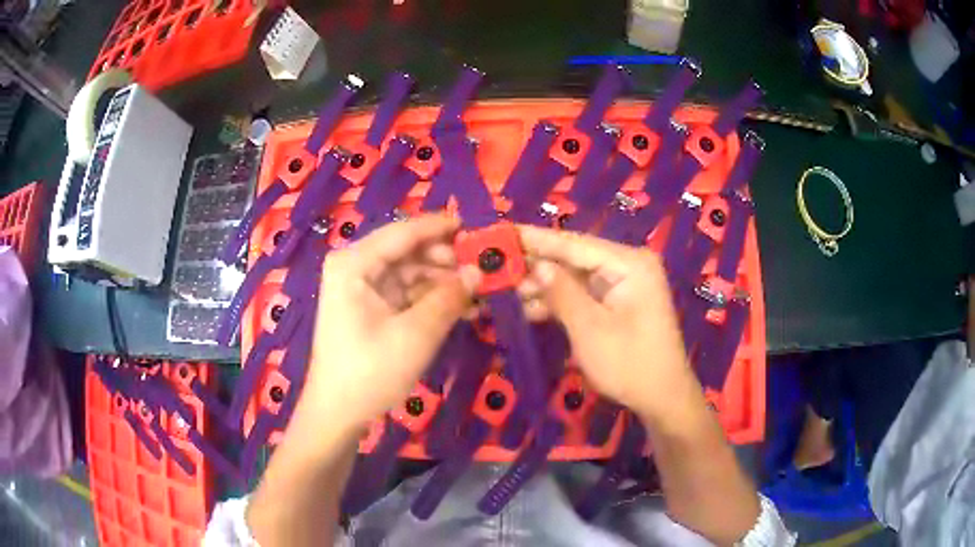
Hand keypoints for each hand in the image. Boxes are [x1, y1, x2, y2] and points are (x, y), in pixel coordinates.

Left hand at [301, 215, 479, 431]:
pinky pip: (407, 293)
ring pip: (411, 272)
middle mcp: (355, 267)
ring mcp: (363, 288)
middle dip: (446, 259)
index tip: (479, 228)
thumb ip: (449, 298)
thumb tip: (480, 271)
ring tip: (481, 290)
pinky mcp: (372, 308)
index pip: (404, 232)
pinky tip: (462, 306)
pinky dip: (432, 298)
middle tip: (485, 268)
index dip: (442, 227)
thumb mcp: (416, 334)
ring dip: (443, 281)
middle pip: (408, 251)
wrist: (339, 413)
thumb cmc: (370, 371)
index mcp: (354, 263)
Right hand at [517, 225, 701, 423]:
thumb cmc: (630, 364)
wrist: (662, 398)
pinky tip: (527, 307)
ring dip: (543, 286)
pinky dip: (558, 301)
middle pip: (573, 258)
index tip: (501, 232)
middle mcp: (627, 265)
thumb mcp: (590, 329)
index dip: (535, 239)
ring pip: (574, 277)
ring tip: (503, 289)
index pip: (574, 244)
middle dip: (536, 264)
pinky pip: (582, 294)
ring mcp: (623, 284)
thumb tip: (535, 265)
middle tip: (494, 265)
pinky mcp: (617, 302)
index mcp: (629, 263)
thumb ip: (561, 292)